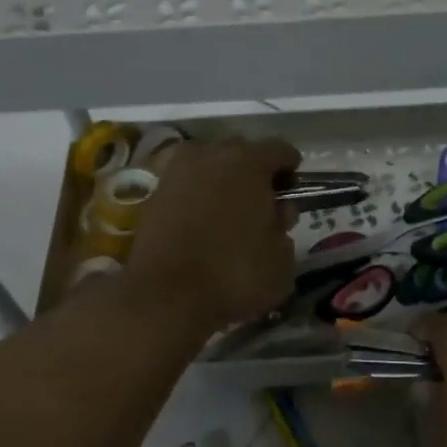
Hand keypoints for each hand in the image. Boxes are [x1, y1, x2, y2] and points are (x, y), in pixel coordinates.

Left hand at [125, 137, 300, 334]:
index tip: (293, 189)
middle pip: (241, 152)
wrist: (164, 296)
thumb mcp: (281, 261)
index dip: (290, 169)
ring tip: (230, 214)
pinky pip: (186, 187)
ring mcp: (176, 172)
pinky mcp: (153, 195)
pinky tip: (204, 224)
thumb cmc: (234, 274)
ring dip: (222, 183)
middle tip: (262, 204)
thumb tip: (275, 218)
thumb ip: (284, 230)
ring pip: (209, 166)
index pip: (280, 150)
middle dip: (254, 173)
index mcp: (249, 161)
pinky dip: (197, 198)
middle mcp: (210, 155)